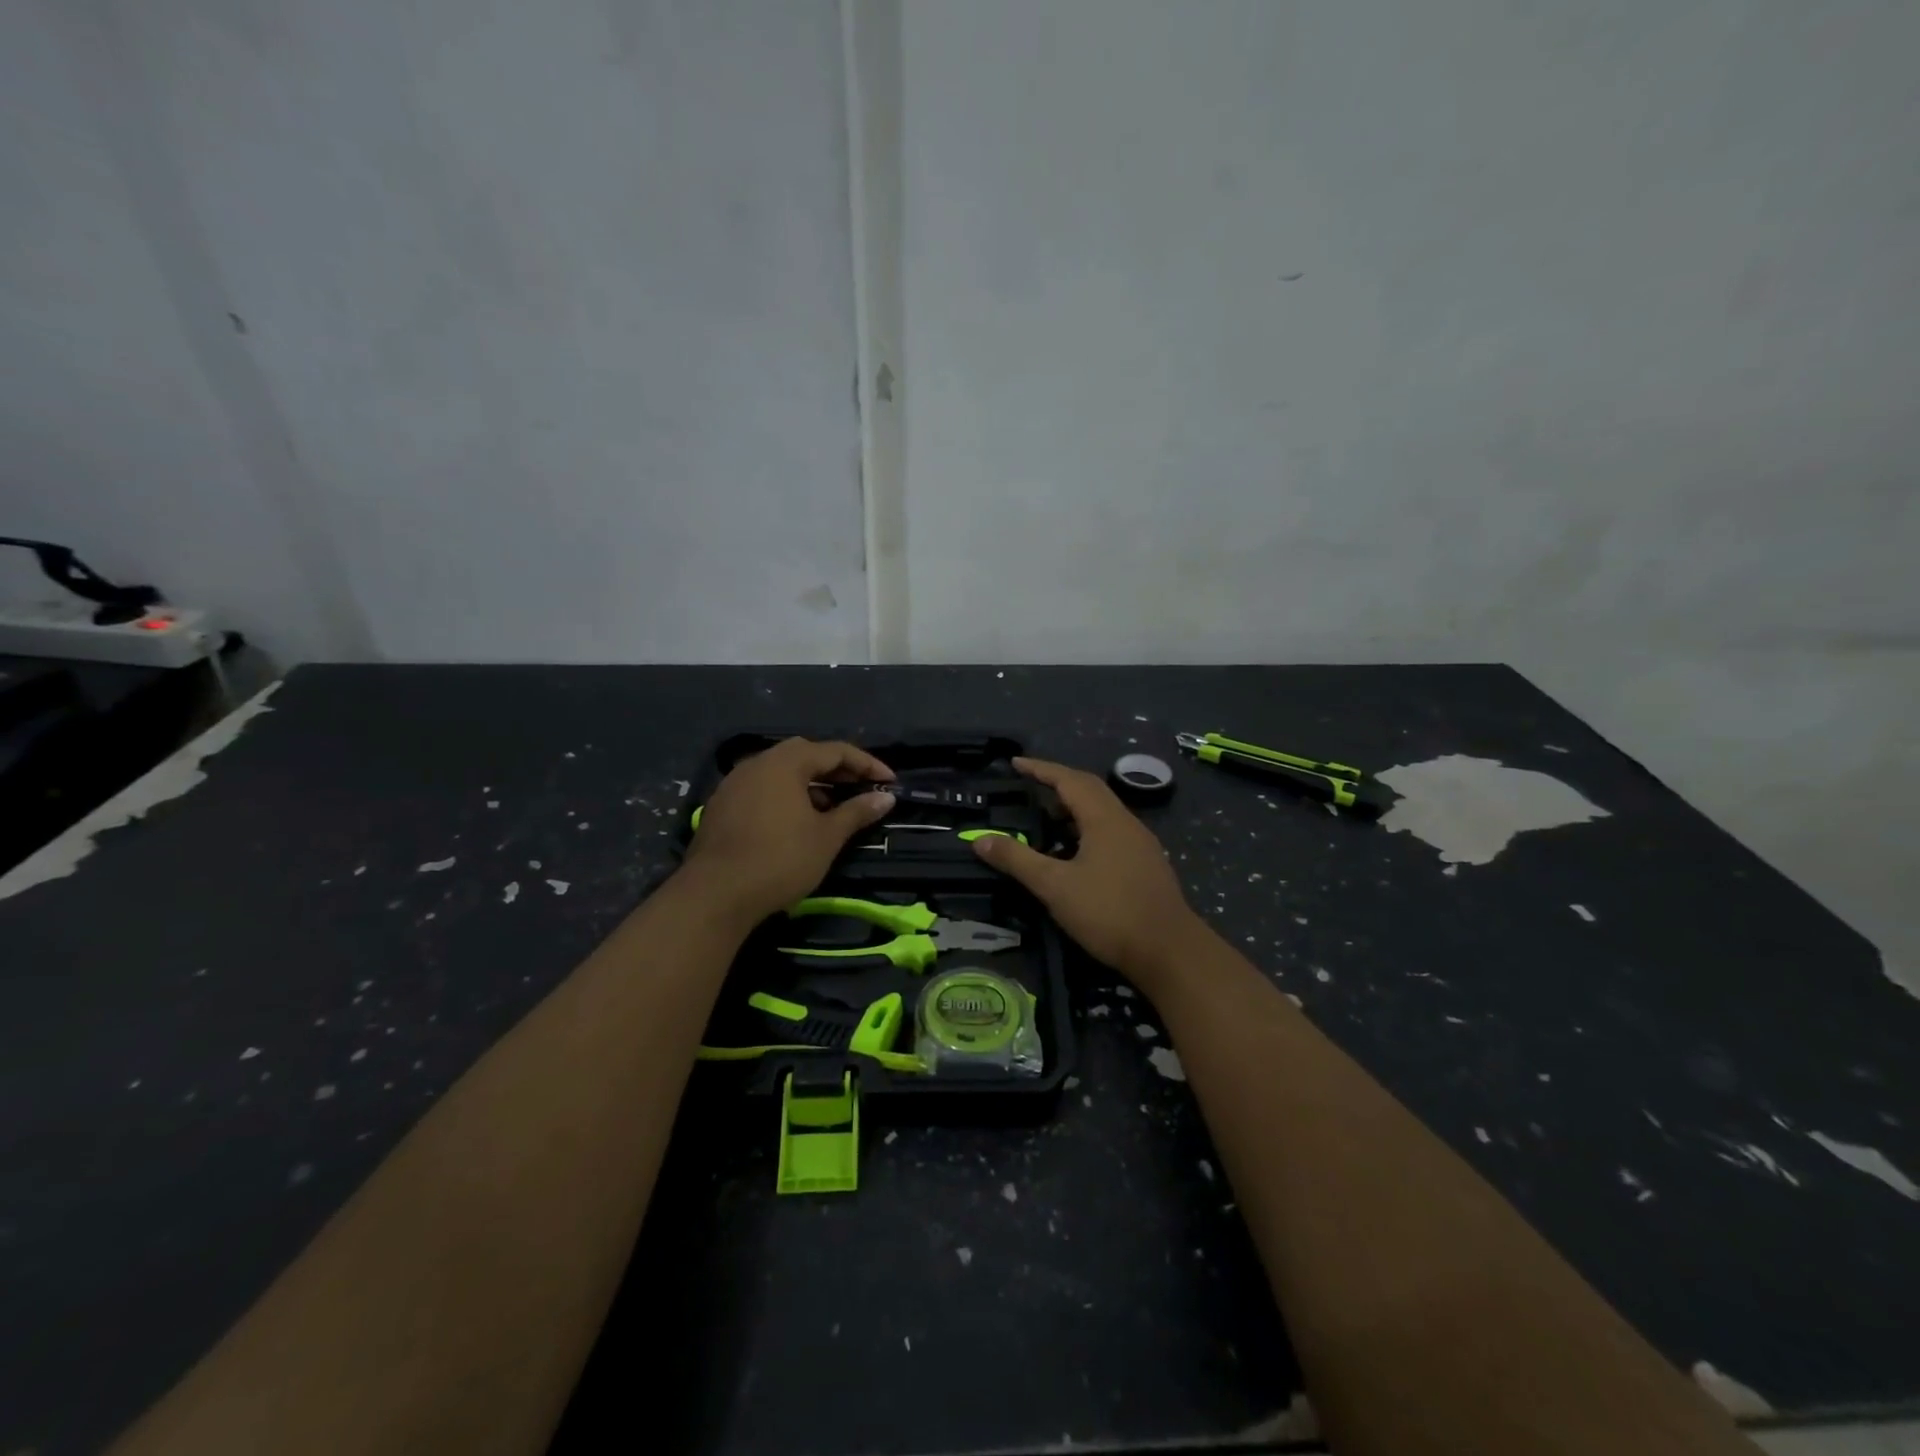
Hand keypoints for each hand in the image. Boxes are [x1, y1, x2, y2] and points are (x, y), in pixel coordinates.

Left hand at [680, 738, 894, 923]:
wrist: (715, 895)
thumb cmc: (780, 860)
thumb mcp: (827, 837)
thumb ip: (857, 811)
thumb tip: (885, 797)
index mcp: (785, 763)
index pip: (835, 751)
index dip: (867, 764)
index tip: (890, 781)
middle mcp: (757, 763)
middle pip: (805, 755)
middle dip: (837, 769)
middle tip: (860, 788)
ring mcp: (734, 783)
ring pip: (781, 772)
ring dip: (810, 784)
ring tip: (831, 808)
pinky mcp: (721, 806)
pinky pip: (762, 789)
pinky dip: (786, 796)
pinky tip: (796, 822)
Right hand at [970, 757, 1205, 990]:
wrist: (1169, 951)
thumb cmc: (1109, 912)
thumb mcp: (1054, 887)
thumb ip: (1017, 860)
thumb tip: (979, 840)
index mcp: (1105, 819)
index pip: (1069, 780)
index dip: (1041, 769)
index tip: (1016, 763)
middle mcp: (1126, 823)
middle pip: (1089, 790)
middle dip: (1058, 784)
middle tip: (1029, 786)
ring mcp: (1140, 844)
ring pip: (1102, 813)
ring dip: (1073, 808)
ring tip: (1046, 819)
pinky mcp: (1146, 865)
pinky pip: (1111, 832)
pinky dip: (1086, 829)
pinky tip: (1074, 852)